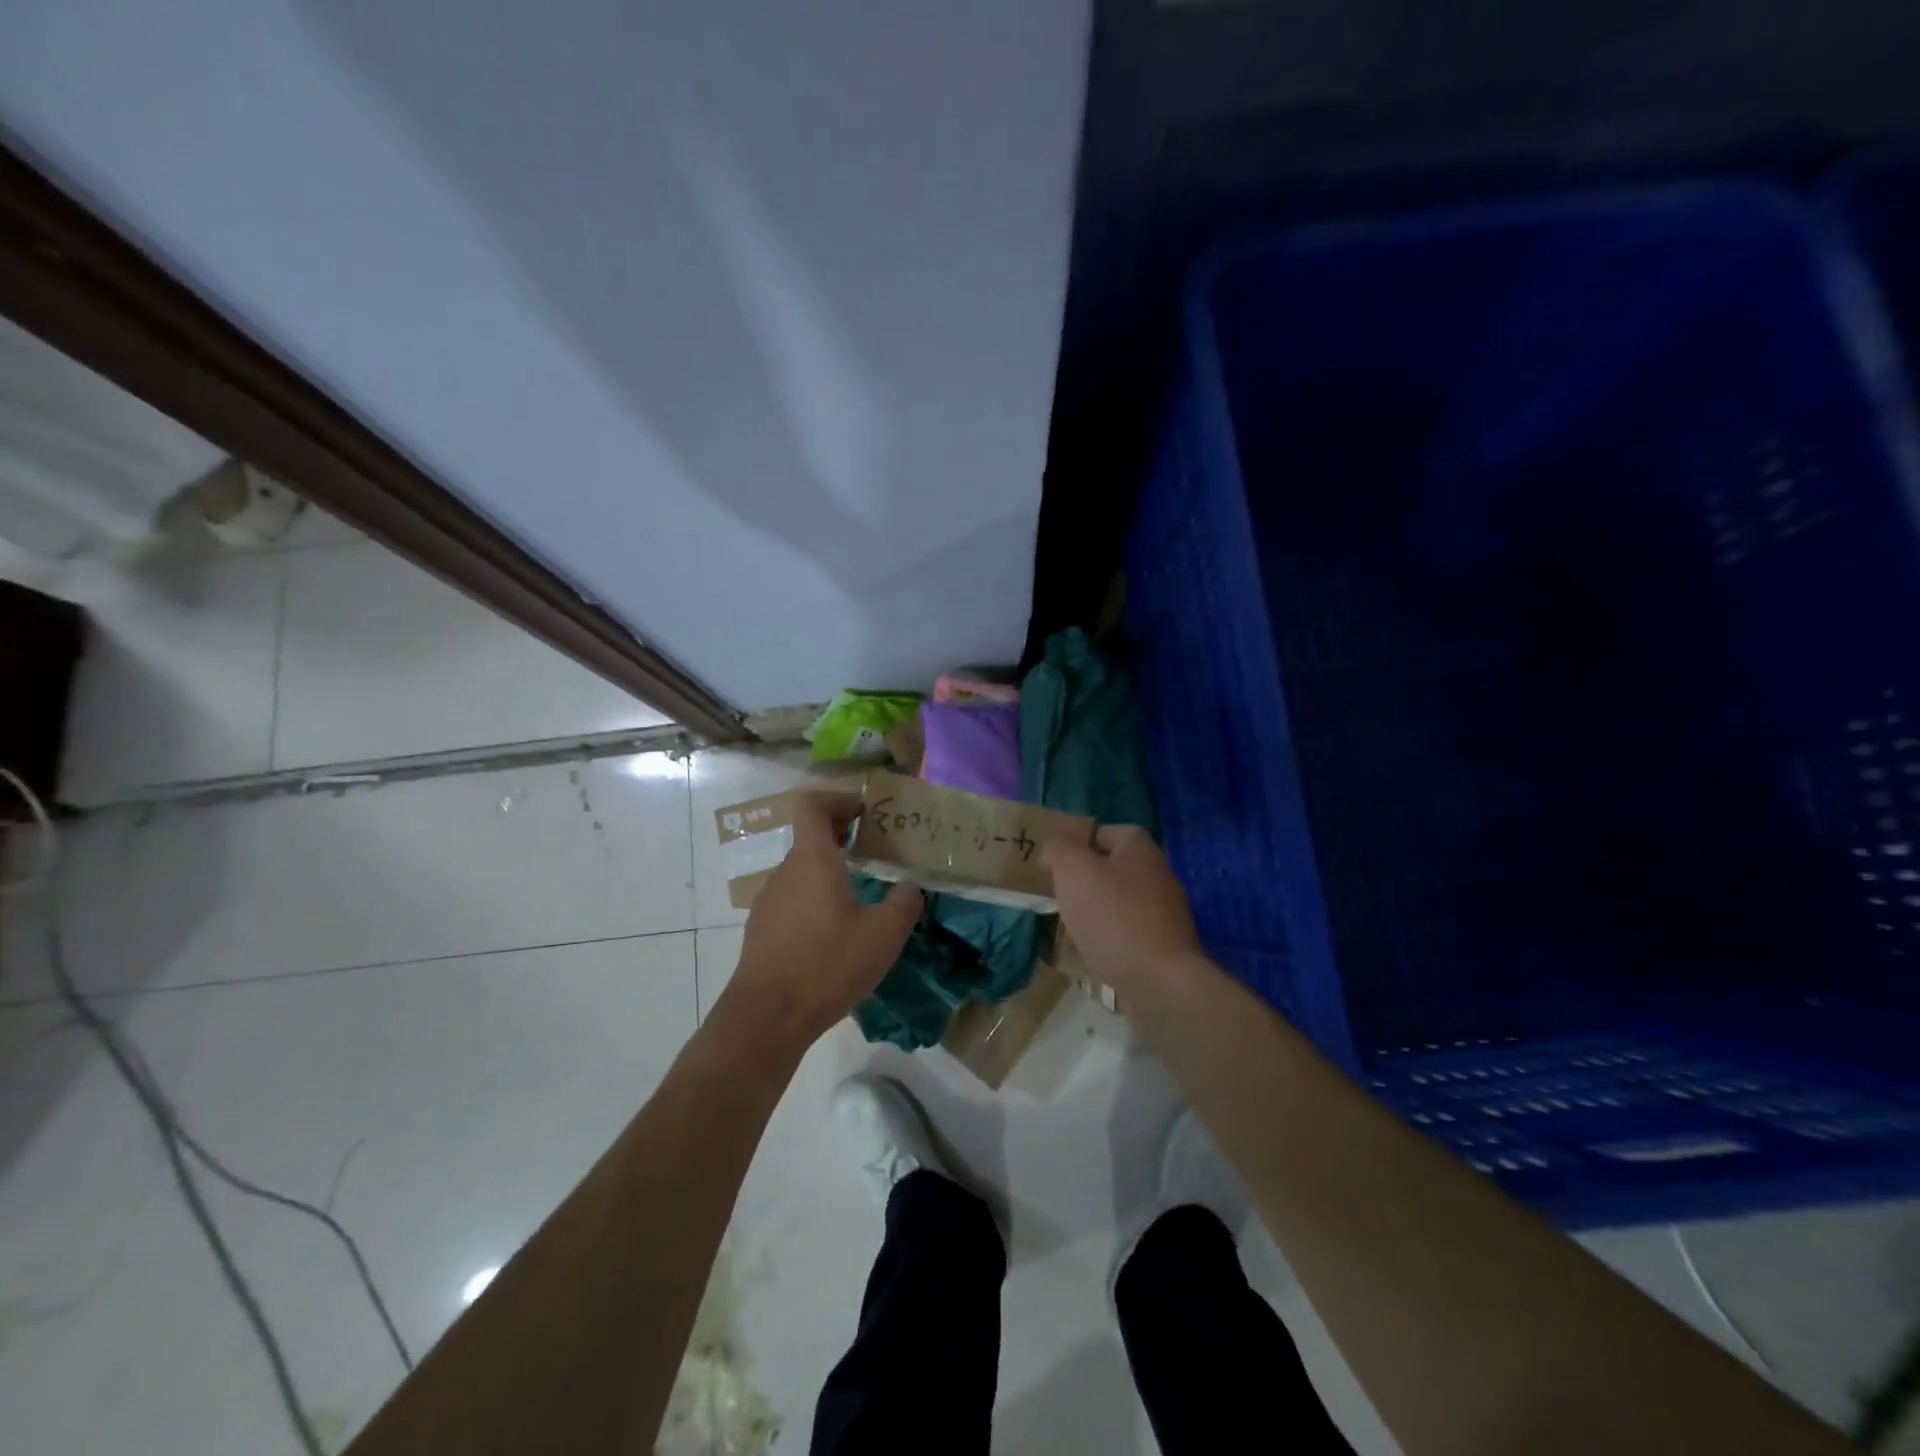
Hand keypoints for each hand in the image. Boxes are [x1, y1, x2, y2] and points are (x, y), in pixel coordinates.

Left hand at [723, 792, 921, 1048]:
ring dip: (830, 873)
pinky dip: (816, 901)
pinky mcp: (762, 931)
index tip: (866, 812)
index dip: (839, 799)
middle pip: (810, 838)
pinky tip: (836, 935)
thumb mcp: (883, 934)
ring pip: (803, 873)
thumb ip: (904, 903)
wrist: (766, 1017)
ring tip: (862, 897)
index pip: (813, 805)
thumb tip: (910, 887)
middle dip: (843, 837)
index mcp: (812, 859)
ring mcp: (769, 902)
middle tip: (876, 853)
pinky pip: (793, 901)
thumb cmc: (827, 963)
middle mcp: (786, 872)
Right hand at [1042, 824, 1204, 997]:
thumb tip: (1053, 848)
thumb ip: (1059, 850)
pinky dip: (1110, 939)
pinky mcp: (1164, 948)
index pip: (1110, 831)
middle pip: (1116, 868)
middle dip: (1088, 878)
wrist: (1158, 981)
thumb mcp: (1073, 870)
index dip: (1083, 840)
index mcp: (1141, 850)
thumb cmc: (1113, 916)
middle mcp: (1159, 876)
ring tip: (1071, 924)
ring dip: (1098, 911)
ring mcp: (1166, 914)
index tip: (1058, 859)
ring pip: (1122, 902)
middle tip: (1060, 891)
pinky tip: (1093, 951)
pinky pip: (1129, 934)